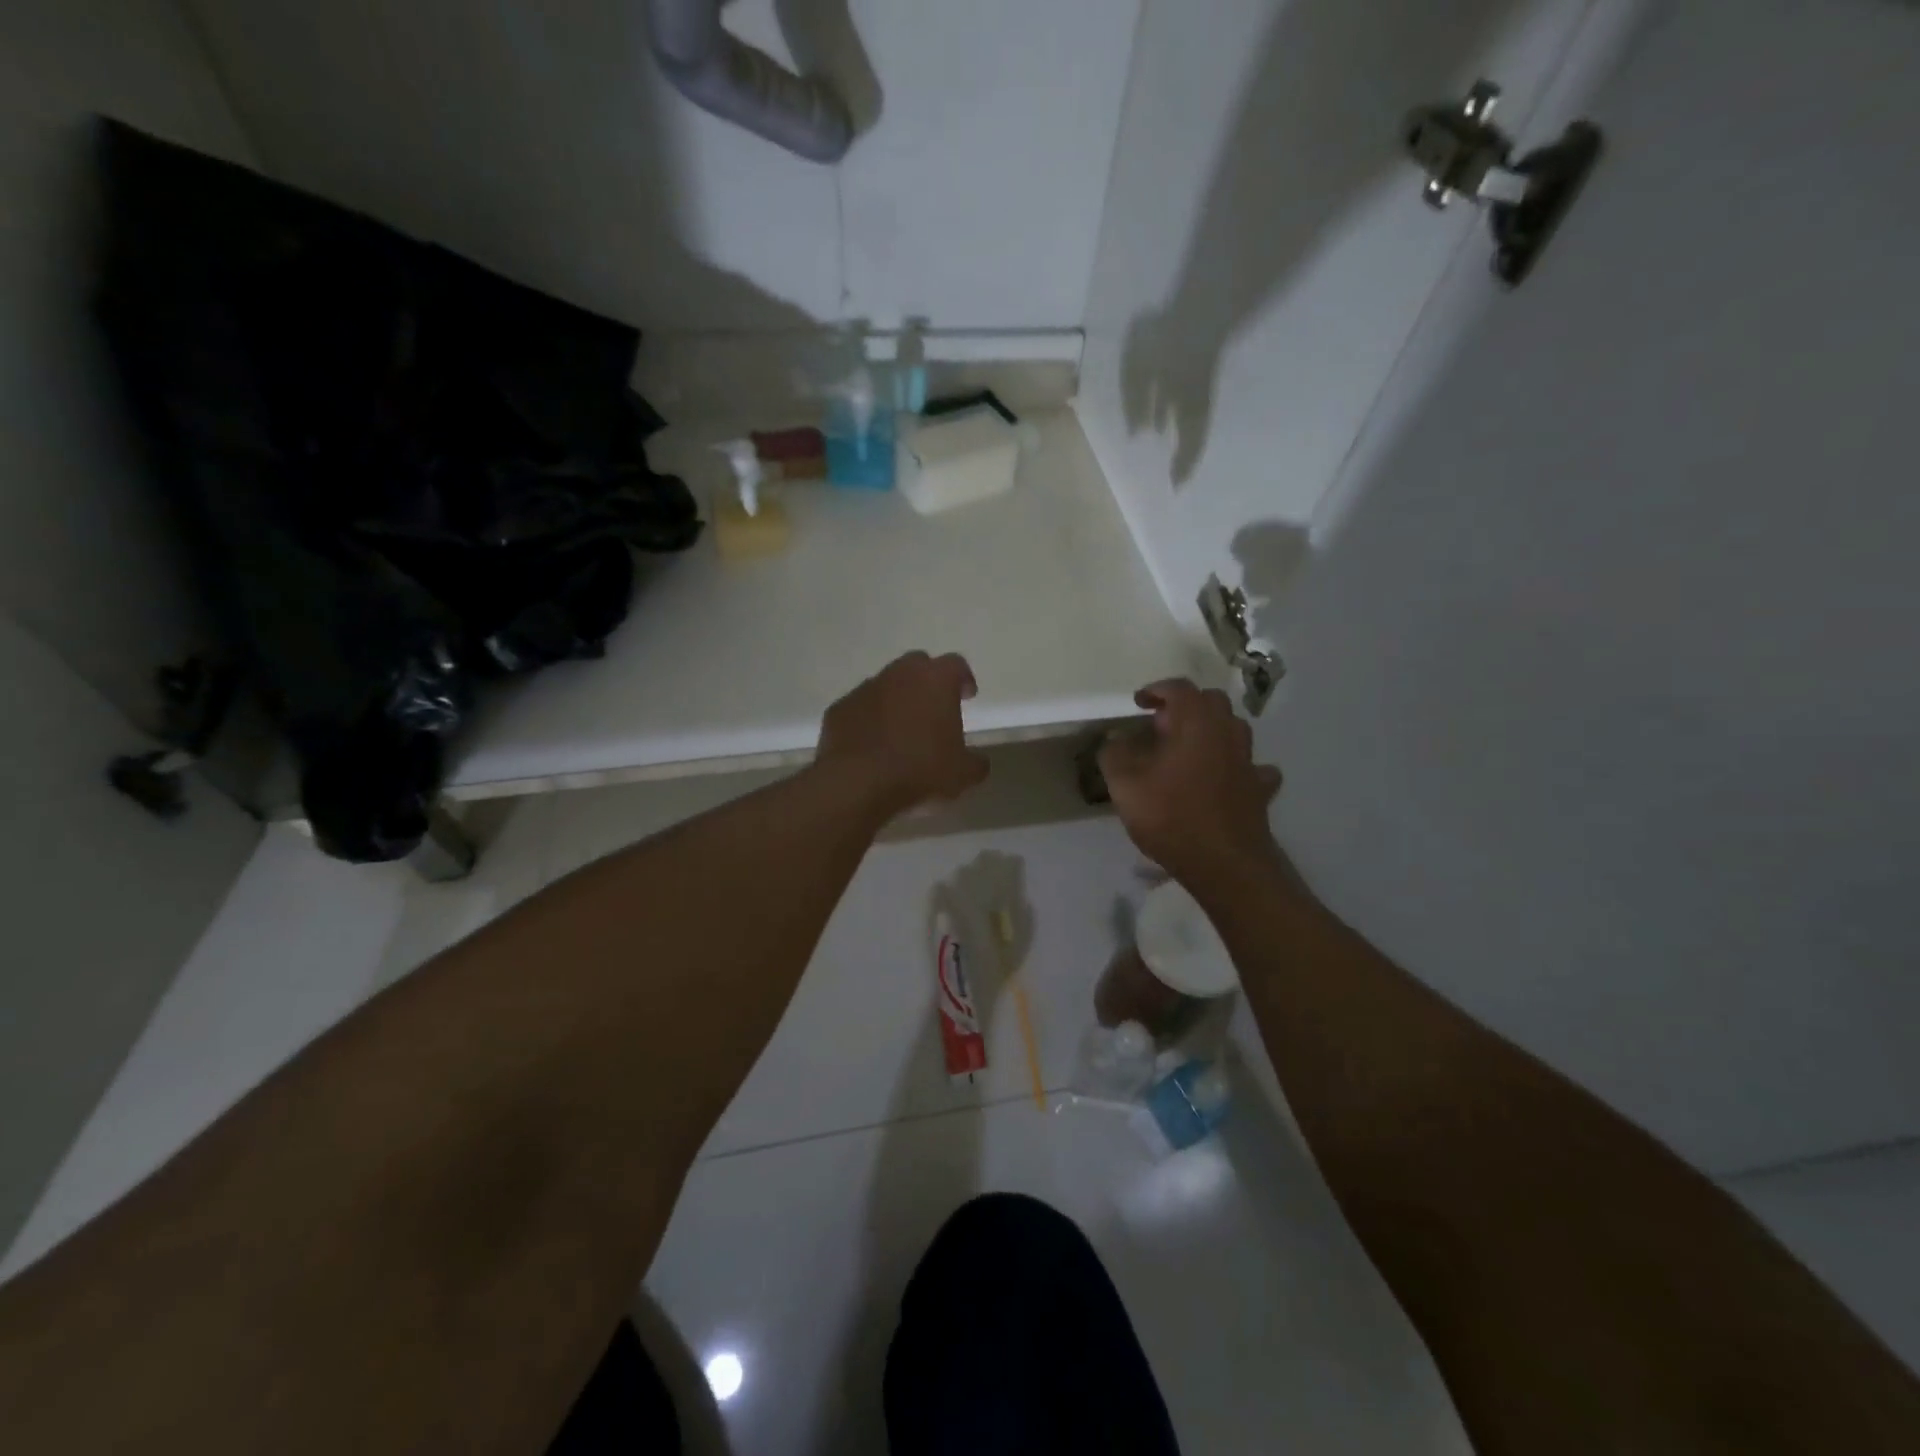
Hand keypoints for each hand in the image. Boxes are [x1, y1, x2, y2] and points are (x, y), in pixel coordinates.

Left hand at [817, 652, 989, 817]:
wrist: (858, 783)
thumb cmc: (920, 770)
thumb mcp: (963, 774)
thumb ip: (976, 762)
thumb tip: (978, 761)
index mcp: (936, 680)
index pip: (956, 665)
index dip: (963, 679)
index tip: (967, 697)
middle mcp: (900, 674)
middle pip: (918, 665)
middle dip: (928, 682)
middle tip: (934, 708)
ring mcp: (865, 688)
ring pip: (886, 684)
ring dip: (896, 699)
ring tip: (901, 730)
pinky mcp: (840, 708)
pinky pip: (861, 707)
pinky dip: (869, 718)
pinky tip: (872, 743)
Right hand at [1099, 680, 1285, 892]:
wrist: (1224, 863)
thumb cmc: (1171, 816)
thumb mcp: (1124, 784)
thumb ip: (1115, 754)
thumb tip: (1116, 739)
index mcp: (1196, 723)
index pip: (1180, 688)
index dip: (1156, 690)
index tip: (1139, 703)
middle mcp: (1227, 732)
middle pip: (1211, 702)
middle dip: (1186, 707)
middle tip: (1161, 726)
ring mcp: (1249, 760)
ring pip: (1234, 730)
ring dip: (1211, 731)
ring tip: (1187, 750)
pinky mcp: (1259, 789)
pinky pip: (1251, 767)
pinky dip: (1236, 766)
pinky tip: (1224, 779)